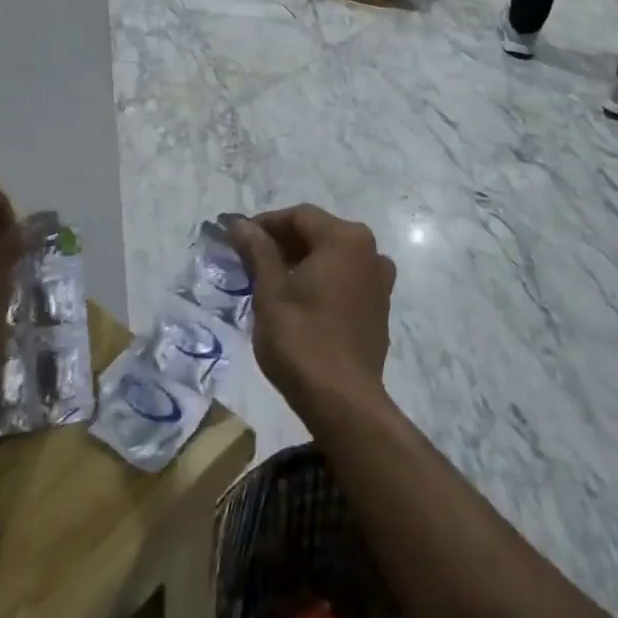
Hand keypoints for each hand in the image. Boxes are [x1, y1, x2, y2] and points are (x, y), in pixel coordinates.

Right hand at [225, 206, 395, 415]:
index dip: (266, 223)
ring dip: (302, 260)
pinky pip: (346, 278)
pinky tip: (299, 299)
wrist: (343, 401)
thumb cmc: (301, 340)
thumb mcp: (271, 292)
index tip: (237, 238)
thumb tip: (240, 224)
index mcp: (345, 239)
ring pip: (334, 256)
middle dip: (283, 241)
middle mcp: (370, 250)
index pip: (299, 216)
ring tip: (269, 279)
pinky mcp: (379, 306)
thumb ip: (258, 251)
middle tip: (249, 259)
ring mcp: (379, 279)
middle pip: (319, 232)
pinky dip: (322, 279)